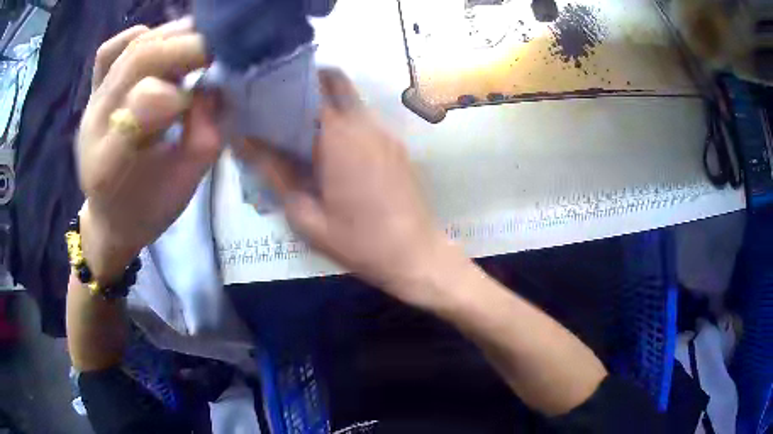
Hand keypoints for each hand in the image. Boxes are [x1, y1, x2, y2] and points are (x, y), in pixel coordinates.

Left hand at [76, 19, 219, 281]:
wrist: (110, 216)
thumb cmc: (146, 207)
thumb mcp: (182, 186)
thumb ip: (203, 138)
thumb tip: (214, 88)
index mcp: (110, 163)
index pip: (142, 102)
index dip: (182, 91)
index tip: (207, 96)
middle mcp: (94, 123)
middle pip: (140, 59)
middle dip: (187, 47)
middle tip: (218, 52)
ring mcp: (92, 102)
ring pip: (132, 46)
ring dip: (172, 37)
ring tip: (198, 46)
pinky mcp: (94, 91)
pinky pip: (110, 50)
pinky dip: (140, 35)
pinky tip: (160, 45)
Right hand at [236, 69, 461, 307]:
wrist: (415, 255)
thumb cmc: (358, 241)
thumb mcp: (306, 216)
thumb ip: (274, 173)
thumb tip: (244, 141)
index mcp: (339, 136)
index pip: (310, 88)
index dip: (285, 86)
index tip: (265, 92)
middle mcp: (365, 123)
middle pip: (336, 81)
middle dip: (309, 82)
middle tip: (283, 103)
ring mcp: (385, 132)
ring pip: (352, 99)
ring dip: (327, 103)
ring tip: (301, 126)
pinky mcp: (396, 145)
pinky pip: (365, 119)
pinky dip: (344, 121)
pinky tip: (332, 148)